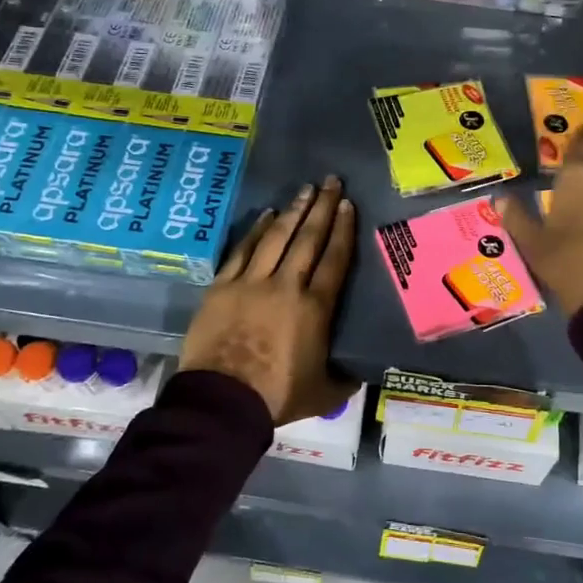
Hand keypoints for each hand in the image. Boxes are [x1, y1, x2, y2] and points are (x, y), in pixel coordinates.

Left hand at [179, 176, 358, 423]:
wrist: (223, 401)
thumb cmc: (277, 396)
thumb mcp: (325, 394)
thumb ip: (345, 378)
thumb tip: (359, 370)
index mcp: (315, 308)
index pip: (334, 259)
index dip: (343, 230)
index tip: (348, 205)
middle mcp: (286, 285)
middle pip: (308, 239)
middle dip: (322, 208)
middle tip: (332, 182)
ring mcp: (251, 283)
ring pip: (276, 238)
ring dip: (292, 211)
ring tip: (305, 190)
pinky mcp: (222, 287)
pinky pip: (242, 251)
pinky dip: (255, 231)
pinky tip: (266, 215)